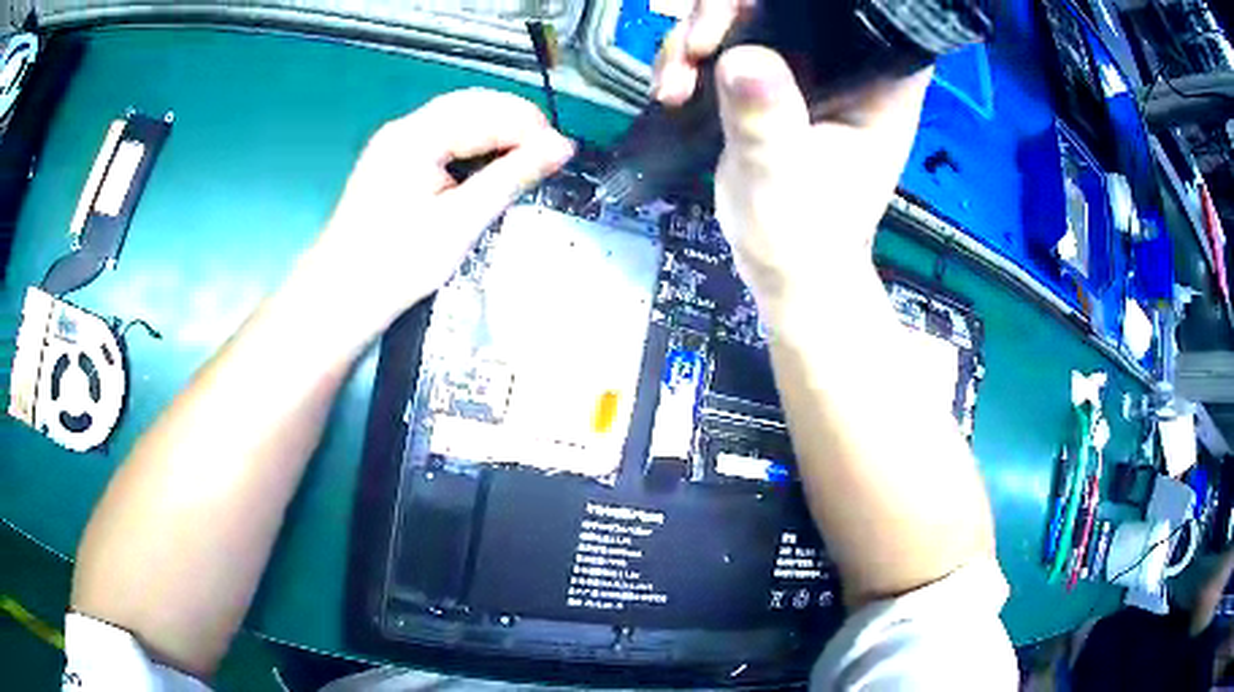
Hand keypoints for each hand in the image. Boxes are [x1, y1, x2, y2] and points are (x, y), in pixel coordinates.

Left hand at [303, 89, 573, 336]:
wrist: (341, 296)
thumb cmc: (396, 265)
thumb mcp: (461, 222)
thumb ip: (512, 177)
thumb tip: (561, 148)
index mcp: (416, 136)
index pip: (487, 111)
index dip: (530, 127)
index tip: (562, 153)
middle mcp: (403, 129)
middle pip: (473, 105)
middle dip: (515, 123)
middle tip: (548, 155)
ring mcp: (395, 143)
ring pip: (459, 118)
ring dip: (496, 132)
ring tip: (526, 159)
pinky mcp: (393, 160)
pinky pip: (444, 136)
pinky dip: (473, 144)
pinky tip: (489, 165)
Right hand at [653, 1, 930, 302]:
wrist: (787, 269)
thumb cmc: (803, 237)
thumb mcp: (782, 181)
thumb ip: (767, 121)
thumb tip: (741, 57)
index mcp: (880, 81)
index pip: (855, 9)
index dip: (802, 2)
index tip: (743, 12)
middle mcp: (848, 65)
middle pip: (789, 2)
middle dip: (728, 11)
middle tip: (694, 49)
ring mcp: (808, 69)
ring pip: (749, 15)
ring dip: (698, 36)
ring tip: (673, 83)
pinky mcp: (776, 80)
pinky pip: (729, 43)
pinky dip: (692, 57)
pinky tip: (671, 89)